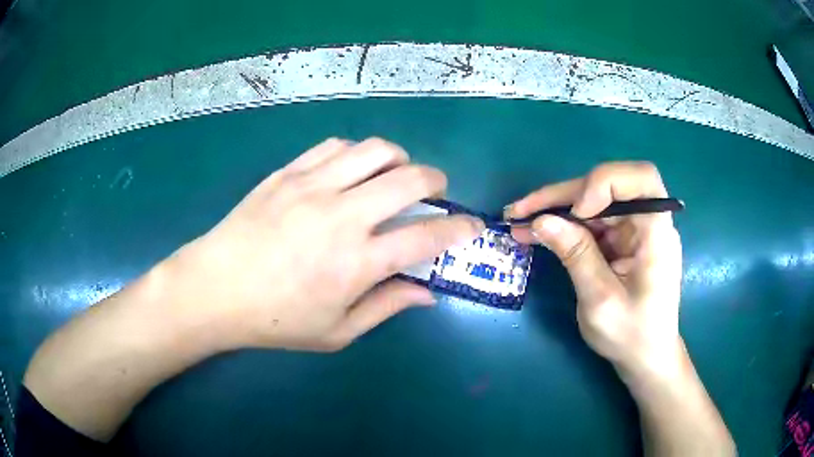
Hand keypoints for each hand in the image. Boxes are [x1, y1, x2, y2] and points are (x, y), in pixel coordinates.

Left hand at [165, 138, 482, 351]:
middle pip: (409, 178)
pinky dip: (355, 154)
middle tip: (435, 192)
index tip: (471, 226)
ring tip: (393, 176)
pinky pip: (335, 147)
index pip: (426, 237)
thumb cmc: (276, 320)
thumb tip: (427, 292)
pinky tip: (350, 172)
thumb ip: (386, 307)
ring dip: (397, 159)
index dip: (459, 229)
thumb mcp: (337, 332)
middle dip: (436, 180)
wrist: (215, 289)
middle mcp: (341, 216)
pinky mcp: (288, 173)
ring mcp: (312, 187)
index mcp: (356, 263)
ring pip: (374, 150)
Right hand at [506, 162, 682, 375]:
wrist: (645, 357)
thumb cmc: (631, 336)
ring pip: (594, 201)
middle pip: (608, 187)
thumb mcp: (600, 301)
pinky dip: (564, 225)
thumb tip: (541, 221)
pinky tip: (538, 232)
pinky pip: (591, 221)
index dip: (606, 182)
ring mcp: (634, 230)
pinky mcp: (622, 239)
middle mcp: (648, 223)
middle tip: (522, 211)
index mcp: (657, 234)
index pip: (641, 179)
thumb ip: (576, 256)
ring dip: (557, 208)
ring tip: (520, 220)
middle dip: (564, 195)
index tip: (576, 212)